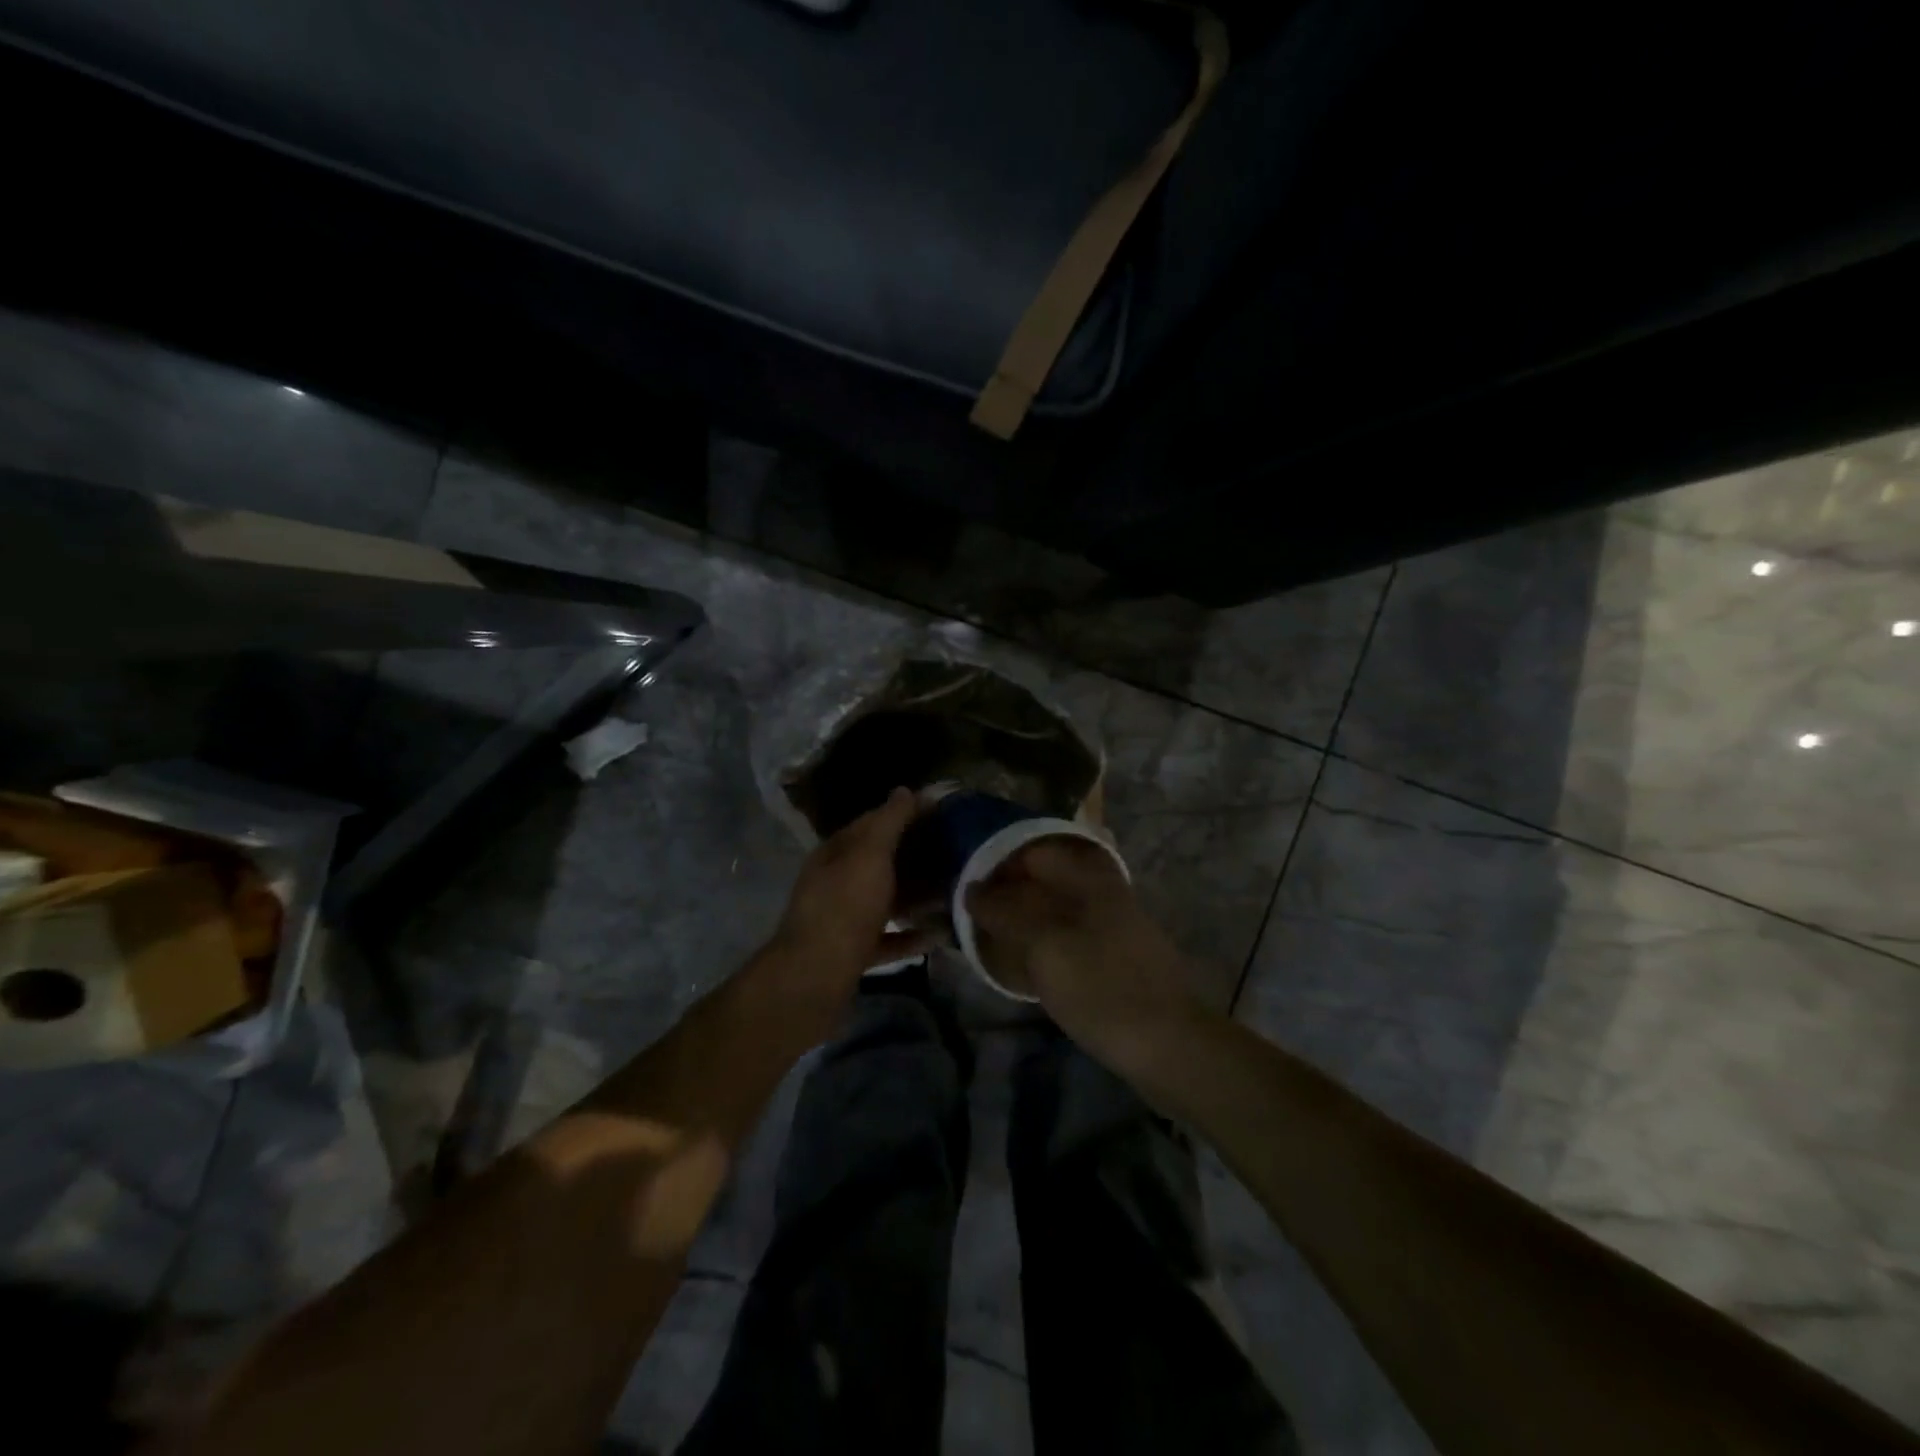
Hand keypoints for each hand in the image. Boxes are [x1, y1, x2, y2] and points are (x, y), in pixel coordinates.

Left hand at [767, 788, 931, 999]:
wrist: (814, 978)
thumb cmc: (844, 907)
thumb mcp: (869, 856)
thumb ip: (889, 823)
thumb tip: (905, 790)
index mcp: (836, 853)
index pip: (872, 822)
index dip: (904, 813)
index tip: (941, 812)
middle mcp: (835, 882)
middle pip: (879, 862)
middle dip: (914, 856)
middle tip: (955, 852)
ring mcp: (842, 919)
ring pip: (884, 900)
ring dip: (915, 896)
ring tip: (952, 891)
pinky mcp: (852, 952)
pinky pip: (887, 938)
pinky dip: (910, 935)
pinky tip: (938, 935)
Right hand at [965, 837, 1197, 1063]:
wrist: (1170, 1046)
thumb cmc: (1103, 989)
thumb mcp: (1045, 947)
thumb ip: (1007, 913)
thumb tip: (973, 890)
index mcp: (1090, 879)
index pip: (1034, 852)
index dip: (998, 864)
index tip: (967, 885)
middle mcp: (1104, 892)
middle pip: (1046, 879)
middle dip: (1009, 892)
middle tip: (974, 915)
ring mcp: (1115, 925)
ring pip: (1057, 908)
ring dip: (1025, 918)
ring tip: (992, 938)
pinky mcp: (1118, 956)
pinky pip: (1070, 934)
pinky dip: (1044, 940)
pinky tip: (1026, 961)